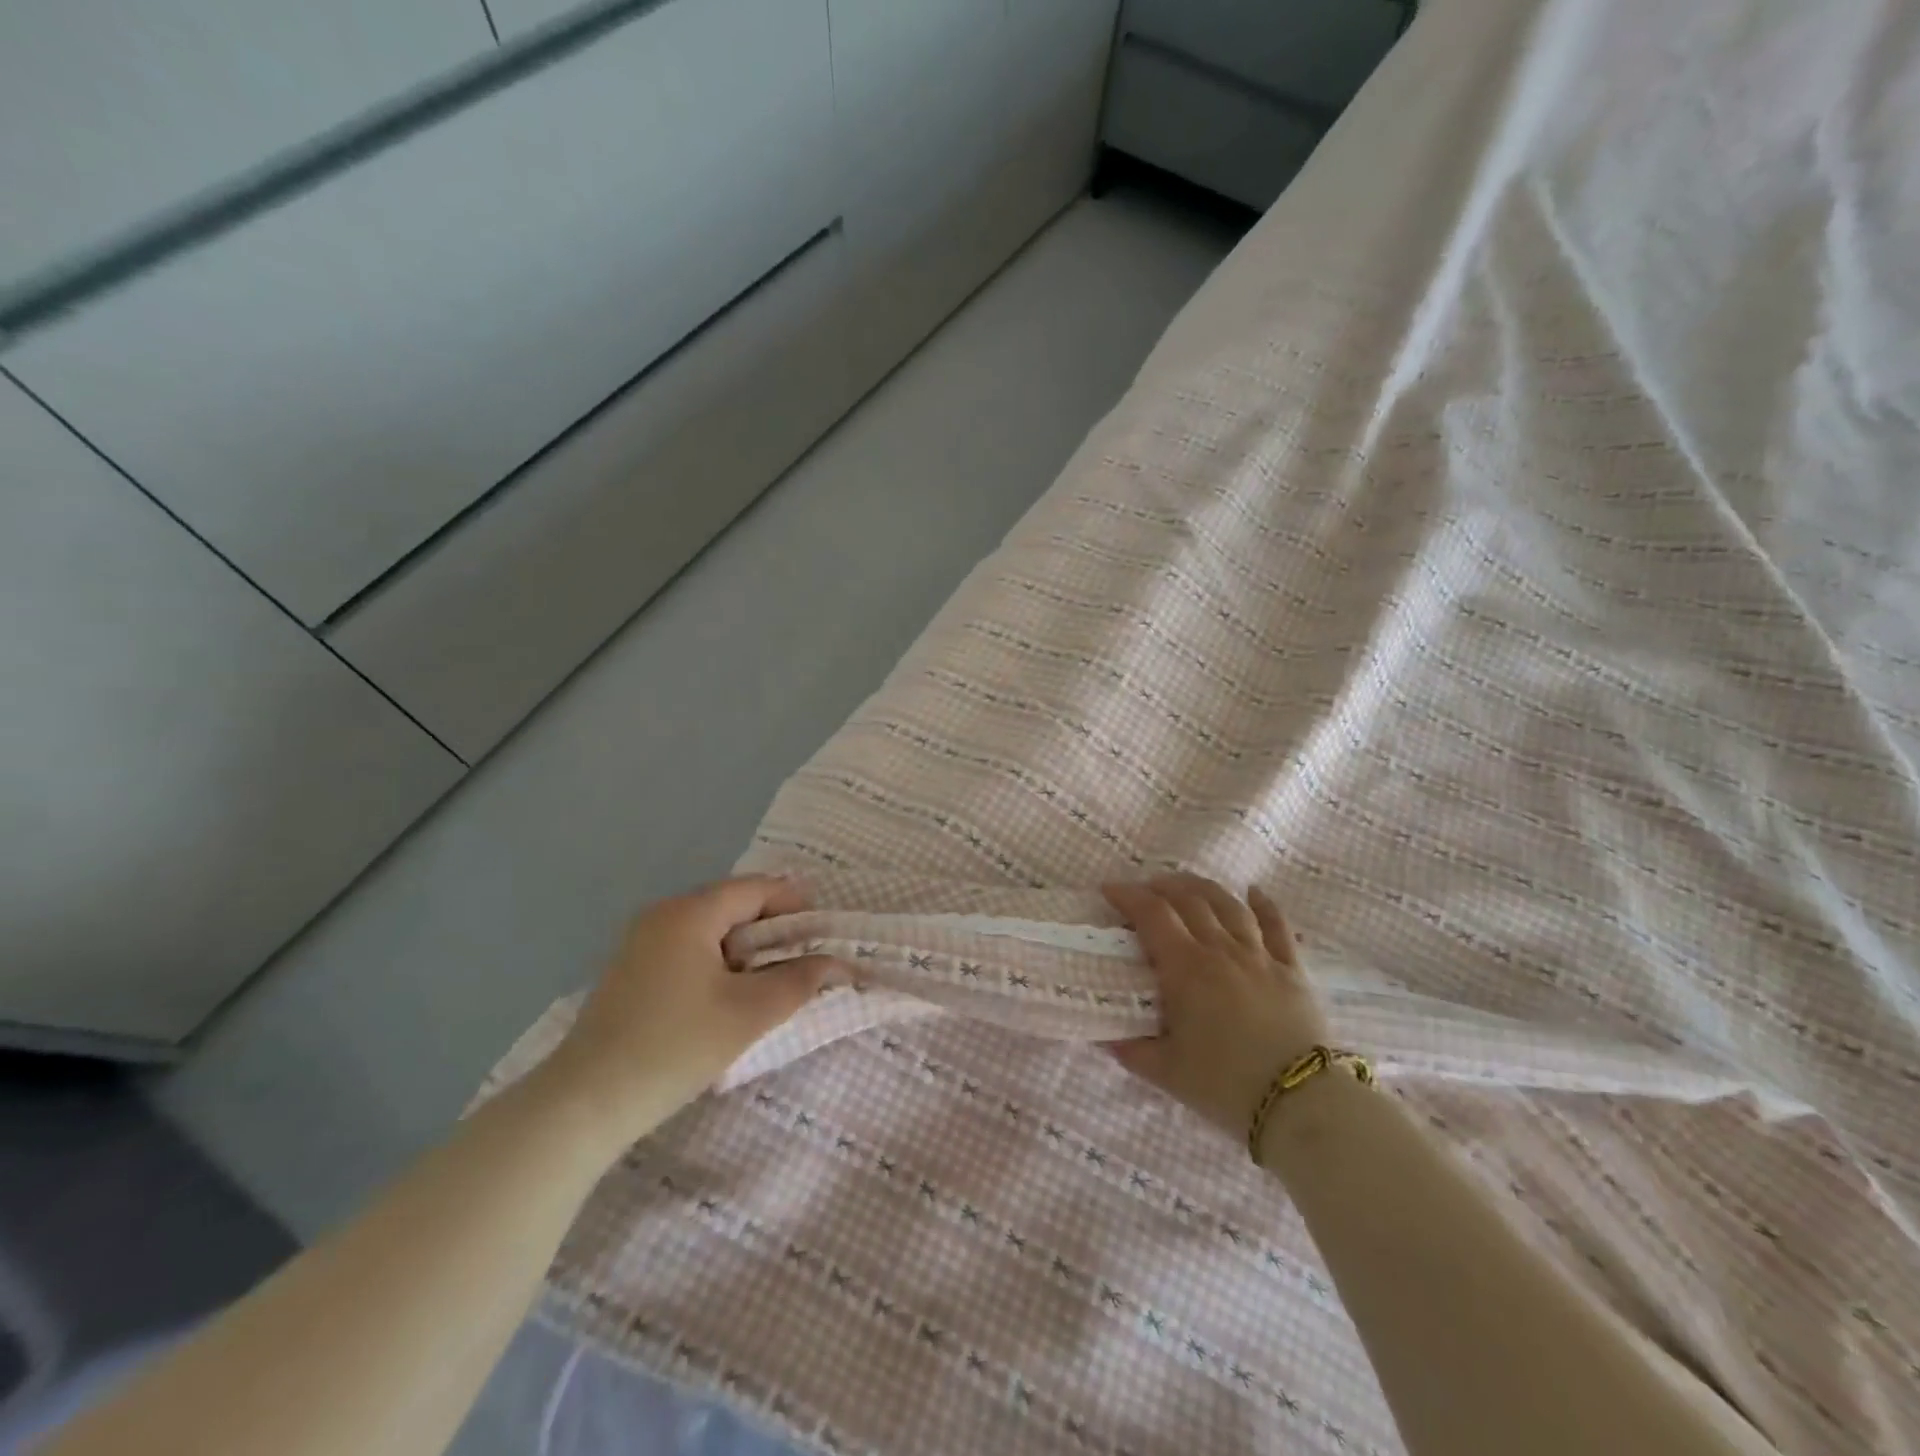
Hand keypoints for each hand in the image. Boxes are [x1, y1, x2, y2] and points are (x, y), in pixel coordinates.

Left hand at [545, 876, 840, 1141]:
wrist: (584, 1104)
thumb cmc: (674, 1047)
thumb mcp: (749, 1013)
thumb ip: (799, 981)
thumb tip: (835, 963)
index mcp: (689, 912)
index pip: (756, 889)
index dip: (796, 904)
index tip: (825, 933)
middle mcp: (662, 915)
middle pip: (733, 906)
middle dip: (774, 929)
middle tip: (805, 960)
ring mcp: (641, 943)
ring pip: (711, 931)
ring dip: (748, 950)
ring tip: (773, 982)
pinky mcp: (632, 972)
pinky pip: (689, 950)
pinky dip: (720, 964)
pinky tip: (730, 997)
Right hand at [1102, 874, 1331, 1139]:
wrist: (1300, 1103)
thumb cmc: (1225, 1085)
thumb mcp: (1166, 1072)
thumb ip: (1131, 1049)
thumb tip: (1104, 1035)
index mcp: (1186, 968)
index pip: (1152, 915)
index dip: (1128, 896)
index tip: (1109, 890)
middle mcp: (1221, 950)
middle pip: (1189, 900)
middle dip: (1161, 887)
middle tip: (1144, 889)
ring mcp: (1260, 956)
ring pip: (1228, 905)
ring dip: (1203, 888)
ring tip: (1185, 885)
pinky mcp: (1292, 970)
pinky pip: (1277, 926)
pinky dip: (1264, 905)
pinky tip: (1254, 892)